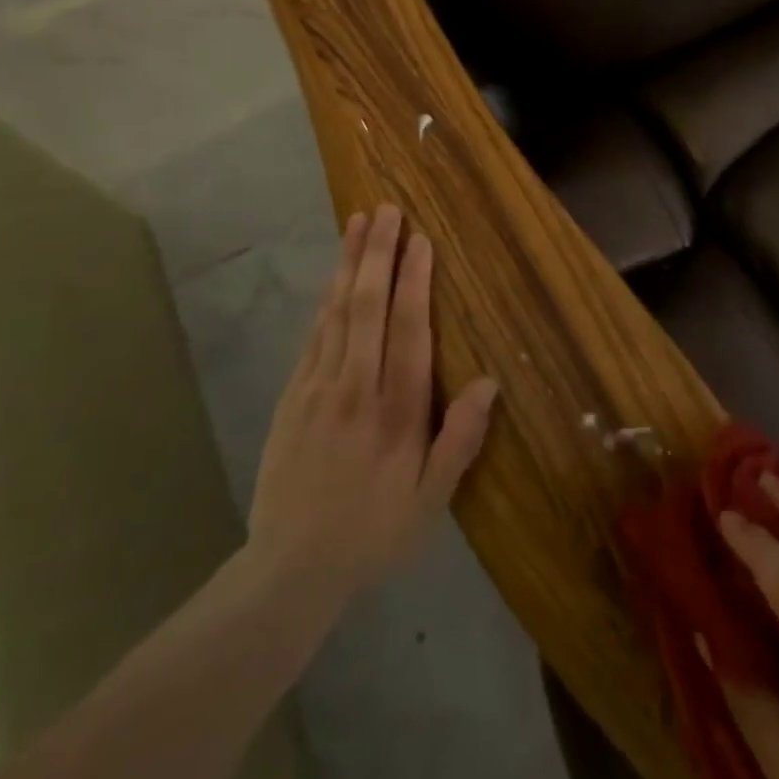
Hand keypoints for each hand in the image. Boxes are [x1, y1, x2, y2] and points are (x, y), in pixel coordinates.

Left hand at [243, 204, 498, 614]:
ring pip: (338, 313)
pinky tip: (334, 276)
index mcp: (396, 412)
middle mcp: (357, 388)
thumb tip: (489, 382)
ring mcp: (319, 388)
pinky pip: (314, 335)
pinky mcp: (294, 395)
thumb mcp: (430, 501)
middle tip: (387, 210)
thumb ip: (460, 440)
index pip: (408, 331)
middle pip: (368, 308)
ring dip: (350, 264)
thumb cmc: (373, 531)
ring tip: (358, 223)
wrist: (289, 568)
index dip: (414, 282)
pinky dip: (327, 299)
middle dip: (379, 254)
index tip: (420, 241)